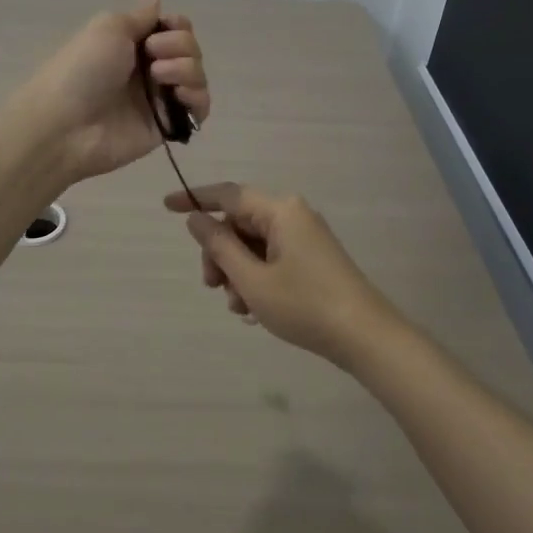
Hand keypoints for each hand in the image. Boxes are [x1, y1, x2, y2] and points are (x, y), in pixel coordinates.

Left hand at [18, 0, 210, 182]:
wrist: (66, 124)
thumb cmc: (83, 69)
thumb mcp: (109, 28)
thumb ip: (140, 14)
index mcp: (134, 42)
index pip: (175, 27)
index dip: (176, 25)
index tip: (160, 29)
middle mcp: (150, 67)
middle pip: (191, 48)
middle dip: (179, 45)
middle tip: (151, 54)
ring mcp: (160, 97)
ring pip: (197, 75)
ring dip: (186, 69)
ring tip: (159, 78)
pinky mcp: (168, 125)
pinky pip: (199, 108)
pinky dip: (197, 98)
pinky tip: (179, 97)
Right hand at [163, 183, 400, 366]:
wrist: (366, 337)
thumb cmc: (305, 305)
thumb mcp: (252, 280)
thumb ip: (220, 246)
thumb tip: (197, 219)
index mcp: (280, 210)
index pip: (228, 194)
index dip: (194, 199)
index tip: (166, 206)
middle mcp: (293, 214)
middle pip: (239, 223)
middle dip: (219, 254)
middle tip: (212, 287)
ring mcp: (305, 236)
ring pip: (253, 244)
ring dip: (237, 272)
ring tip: (240, 308)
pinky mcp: (312, 257)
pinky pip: (271, 257)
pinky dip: (256, 278)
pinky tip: (254, 310)